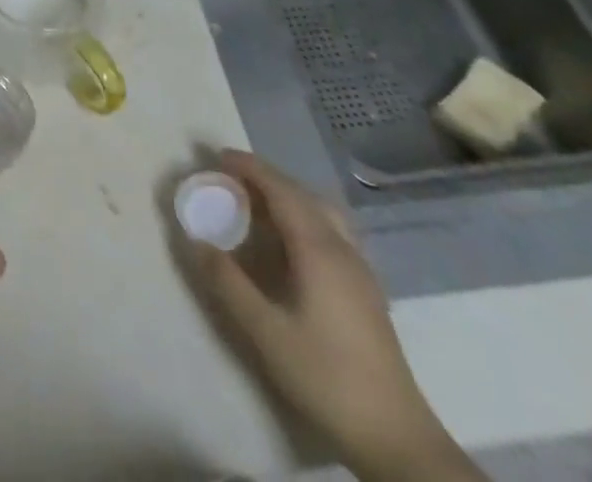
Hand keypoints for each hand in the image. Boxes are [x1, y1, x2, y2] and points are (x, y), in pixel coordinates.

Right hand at [189, 152, 482, 481]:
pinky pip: (329, 229)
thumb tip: (195, 241)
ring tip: (256, 201)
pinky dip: (302, 215)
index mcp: (318, 248)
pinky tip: (289, 240)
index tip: (216, 156)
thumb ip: (228, 282)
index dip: (248, 167)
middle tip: (228, 176)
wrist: (396, 436)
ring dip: (286, 194)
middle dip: (264, 177)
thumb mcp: (266, 332)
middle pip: (301, 193)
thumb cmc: (326, 377)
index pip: (280, 189)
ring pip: (320, 210)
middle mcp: (341, 247)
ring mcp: (359, 268)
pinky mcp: (366, 288)